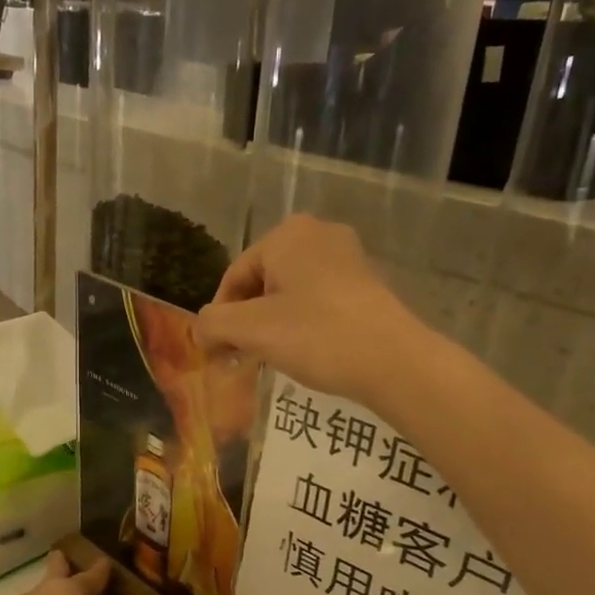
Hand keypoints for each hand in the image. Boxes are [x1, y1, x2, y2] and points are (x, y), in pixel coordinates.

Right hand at [194, 216, 422, 404]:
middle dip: (247, 321)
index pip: (235, 276)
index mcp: (287, 234)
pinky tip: (305, 352)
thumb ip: (213, 325)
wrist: (394, 361)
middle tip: (241, 357)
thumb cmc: (316, 335)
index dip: (219, 317)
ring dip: (273, 325)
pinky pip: (319, 300)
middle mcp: (318, 234)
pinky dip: (303, 324)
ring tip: (271, 358)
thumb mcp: (251, 331)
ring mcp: (348, 257)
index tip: (216, 353)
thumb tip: (200, 331)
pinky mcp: (367, 284)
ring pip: (291, 292)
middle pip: (263, 282)